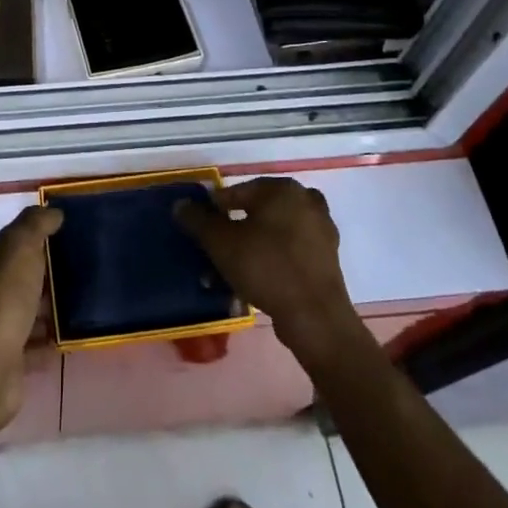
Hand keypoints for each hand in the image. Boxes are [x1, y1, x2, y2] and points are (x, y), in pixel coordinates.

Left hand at [0, 204, 61, 425]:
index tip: (60, 244)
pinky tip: (69, 336)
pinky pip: (30, 345)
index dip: (30, 244)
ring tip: (79, 303)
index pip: (3, 246)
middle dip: (41, 278)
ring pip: (22, 312)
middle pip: (13, 280)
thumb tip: (52, 211)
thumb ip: (34, 225)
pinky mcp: (2, 361)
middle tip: (76, 273)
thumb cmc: (0, 302)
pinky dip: (47, 340)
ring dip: (46, 310)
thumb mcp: (18, 249)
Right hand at [176, 177, 362, 365]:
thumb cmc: (266, 267)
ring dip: (249, 249)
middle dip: (232, 233)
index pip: (236, 192)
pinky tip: (253, 282)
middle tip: (215, 252)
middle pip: (256, 213)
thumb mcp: (221, 242)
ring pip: (272, 234)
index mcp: (282, 189)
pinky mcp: (326, 259)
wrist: (315, 317)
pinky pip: (288, 252)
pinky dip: (270, 261)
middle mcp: (305, 201)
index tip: (200, 231)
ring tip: (229, 273)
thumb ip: (197, 219)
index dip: (213, 211)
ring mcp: (320, 230)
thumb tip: (181, 204)